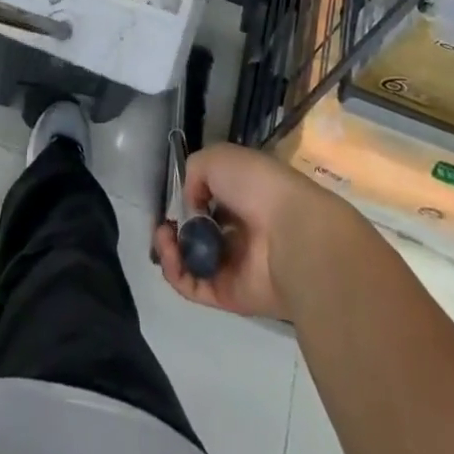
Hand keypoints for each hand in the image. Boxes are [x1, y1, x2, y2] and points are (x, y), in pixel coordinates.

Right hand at [153, 141, 362, 319]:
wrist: (290, 233)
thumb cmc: (255, 185)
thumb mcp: (218, 158)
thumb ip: (194, 172)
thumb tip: (190, 203)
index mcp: (242, 196)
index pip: (210, 200)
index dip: (188, 199)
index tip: (176, 198)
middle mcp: (238, 230)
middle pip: (198, 233)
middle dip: (176, 227)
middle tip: (165, 224)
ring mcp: (233, 265)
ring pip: (192, 261)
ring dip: (170, 250)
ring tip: (163, 237)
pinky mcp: (229, 295)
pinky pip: (194, 286)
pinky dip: (176, 272)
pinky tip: (169, 254)